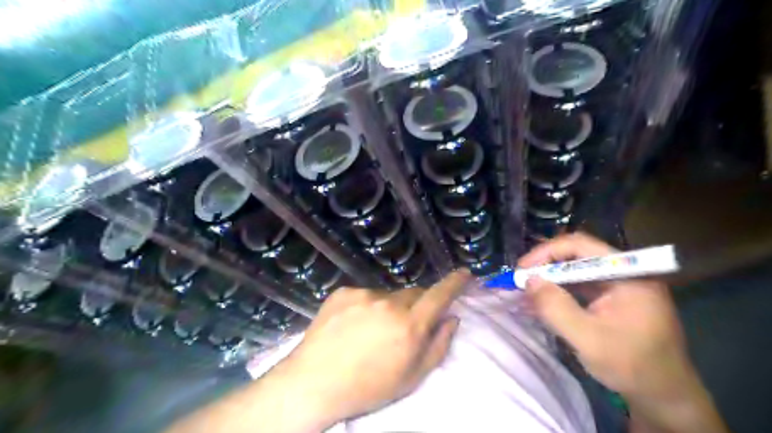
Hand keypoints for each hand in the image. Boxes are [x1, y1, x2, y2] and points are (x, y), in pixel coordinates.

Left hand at [164, 271, 470, 432]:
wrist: (314, 383)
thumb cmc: (368, 387)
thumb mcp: (412, 377)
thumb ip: (438, 345)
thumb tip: (451, 318)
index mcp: (409, 326)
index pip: (439, 295)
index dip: (454, 283)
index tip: (465, 273)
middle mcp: (388, 303)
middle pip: (413, 293)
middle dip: (416, 305)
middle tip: (404, 327)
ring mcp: (363, 295)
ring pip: (388, 295)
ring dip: (388, 308)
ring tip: (372, 331)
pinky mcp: (343, 292)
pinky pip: (365, 295)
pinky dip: (366, 306)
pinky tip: (353, 325)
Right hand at [521, 235, 726, 430]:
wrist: (665, 396)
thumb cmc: (632, 367)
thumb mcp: (588, 340)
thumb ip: (556, 308)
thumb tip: (529, 280)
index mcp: (629, 274)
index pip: (581, 246)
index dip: (547, 252)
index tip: (523, 269)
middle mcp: (626, 272)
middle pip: (578, 254)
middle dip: (546, 264)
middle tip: (521, 279)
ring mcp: (621, 284)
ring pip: (577, 269)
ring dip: (551, 277)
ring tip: (528, 288)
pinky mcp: (614, 297)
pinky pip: (581, 284)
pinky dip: (561, 289)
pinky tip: (545, 299)